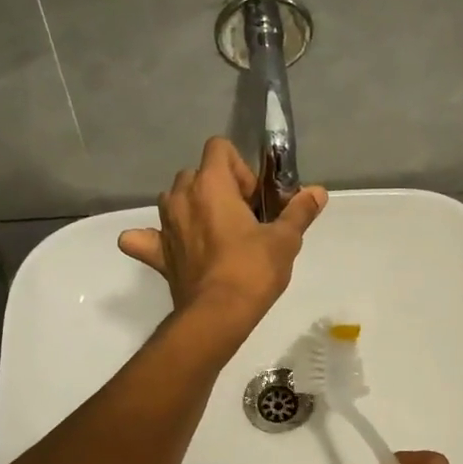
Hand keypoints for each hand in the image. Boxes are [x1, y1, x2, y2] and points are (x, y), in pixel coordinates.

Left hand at [118, 138, 326, 336]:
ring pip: (173, 199)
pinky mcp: (155, 253)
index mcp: (211, 185)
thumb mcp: (284, 240)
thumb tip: (318, 192)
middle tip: (241, 219)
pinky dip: (152, 239)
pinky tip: (170, 248)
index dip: (239, 168)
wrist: (217, 315)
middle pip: (196, 173)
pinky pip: (144, 238)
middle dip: (217, 188)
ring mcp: (163, 225)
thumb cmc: (253, 270)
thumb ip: (299, 211)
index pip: (218, 148)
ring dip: (191, 207)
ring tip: (215, 234)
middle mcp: (181, 197)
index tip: (253, 198)